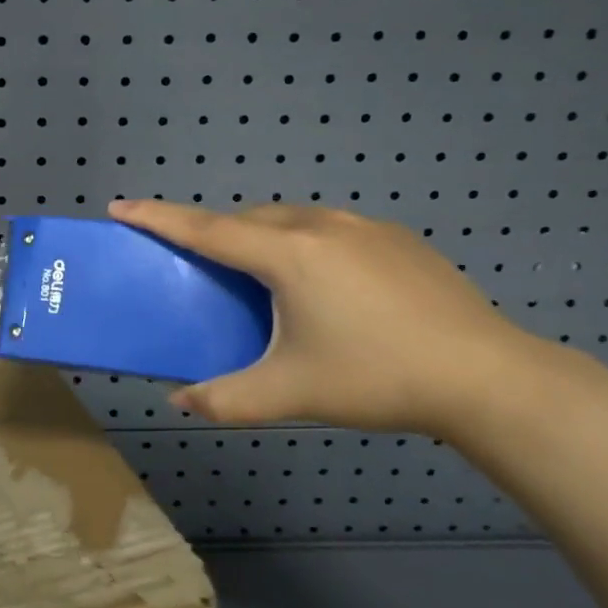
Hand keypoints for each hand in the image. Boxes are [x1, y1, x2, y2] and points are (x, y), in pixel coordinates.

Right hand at [108, 199, 546, 436]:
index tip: (120, 205)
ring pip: (290, 219)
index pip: (205, 228)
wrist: (487, 377)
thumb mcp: (290, 394)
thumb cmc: (376, 377)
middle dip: (213, 231)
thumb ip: (225, 399)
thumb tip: (180, 402)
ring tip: (260, 277)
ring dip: (261, 236)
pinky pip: (328, 228)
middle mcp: (320, 226)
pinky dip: (303, 242)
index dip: (158, 217)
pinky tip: (323, 285)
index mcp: (287, 255)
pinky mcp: (396, 237)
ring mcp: (364, 226)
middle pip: (247, 218)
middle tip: (198, 262)